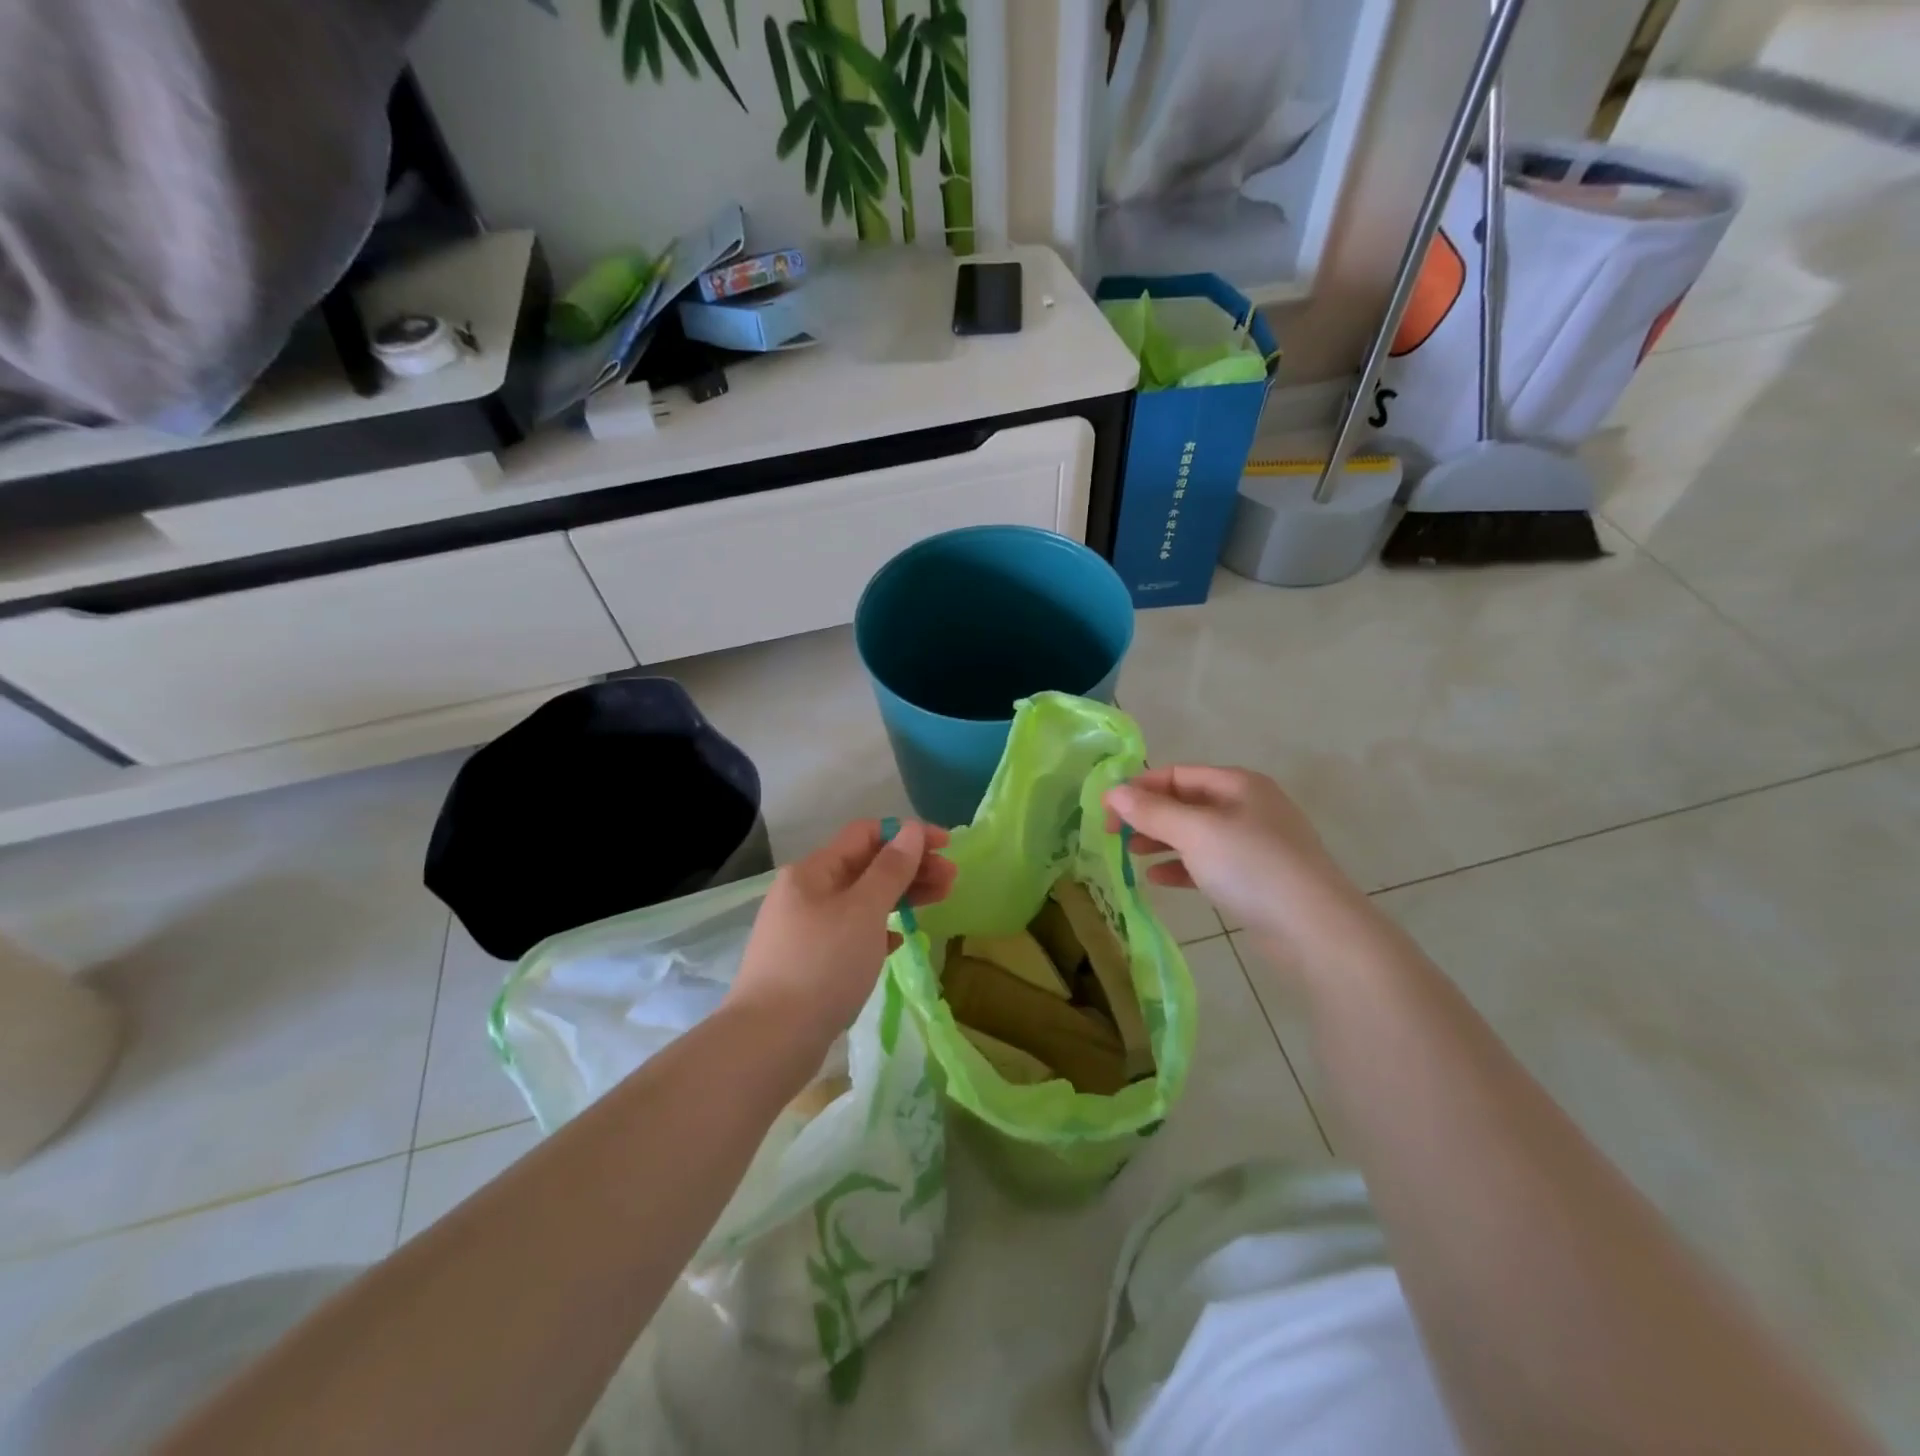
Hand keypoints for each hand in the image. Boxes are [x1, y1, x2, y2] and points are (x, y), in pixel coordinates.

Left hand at [727, 818, 954, 1052]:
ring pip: (861, 900)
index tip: (947, 846)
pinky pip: (851, 933)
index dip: (908, 834)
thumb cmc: (823, 965)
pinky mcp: (808, 962)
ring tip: (938, 902)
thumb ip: (891, 868)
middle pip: (865, 866)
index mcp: (813, 870)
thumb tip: (911, 830)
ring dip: (900, 896)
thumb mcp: (864, 911)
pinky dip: (878, 930)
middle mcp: (805, 892)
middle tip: (952, 880)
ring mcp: (804, 928)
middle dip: (911, 867)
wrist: (770, 1040)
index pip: (865, 834)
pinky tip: (898, 941)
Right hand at [1104, 766, 1380, 973]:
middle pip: (1186, 802)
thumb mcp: (1195, 832)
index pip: (1177, 774)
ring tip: (1130, 854)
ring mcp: (1255, 843)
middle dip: (1148, 815)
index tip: (1105, 810)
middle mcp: (1248, 806)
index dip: (1139, 788)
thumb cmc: (1252, 867)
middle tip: (1112, 835)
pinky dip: (1181, 867)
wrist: (1316, 929)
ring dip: (1161, 840)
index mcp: (1238, 784)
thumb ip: (1152, 811)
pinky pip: (1209, 863)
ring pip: (1196, 834)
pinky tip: (1158, 880)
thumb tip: (1113, 792)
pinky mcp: (1256, 877)